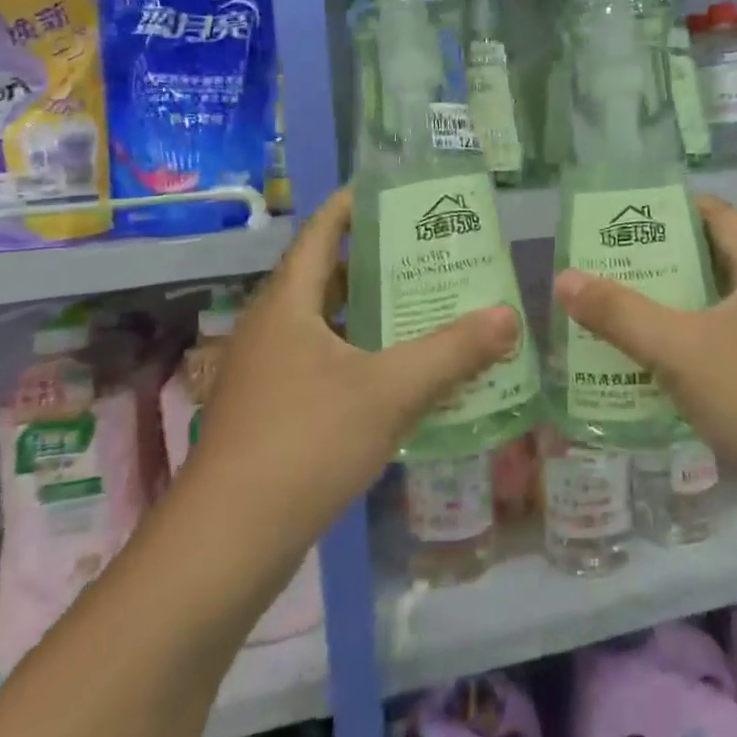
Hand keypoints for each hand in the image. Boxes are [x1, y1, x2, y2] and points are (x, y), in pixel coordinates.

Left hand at [181, 187, 519, 548]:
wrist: (228, 543)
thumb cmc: (306, 443)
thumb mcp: (390, 391)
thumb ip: (452, 352)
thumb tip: (509, 316)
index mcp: (290, 302)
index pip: (323, 231)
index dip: (355, 204)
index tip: (399, 192)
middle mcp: (274, 327)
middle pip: (331, 276)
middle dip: (381, 262)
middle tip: (435, 255)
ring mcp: (270, 372)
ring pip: (331, 325)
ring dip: (376, 316)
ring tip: (431, 308)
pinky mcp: (275, 412)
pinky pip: (327, 364)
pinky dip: (365, 358)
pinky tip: (405, 376)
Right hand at [553, 196, 736, 536]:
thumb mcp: (679, 350)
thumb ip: (619, 313)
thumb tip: (564, 278)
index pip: (717, 215)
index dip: (671, 210)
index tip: (622, 217)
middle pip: (715, 259)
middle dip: (662, 262)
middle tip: (607, 266)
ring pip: (721, 307)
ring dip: (674, 307)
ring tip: (619, 310)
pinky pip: (730, 344)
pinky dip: (693, 343)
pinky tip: (655, 363)